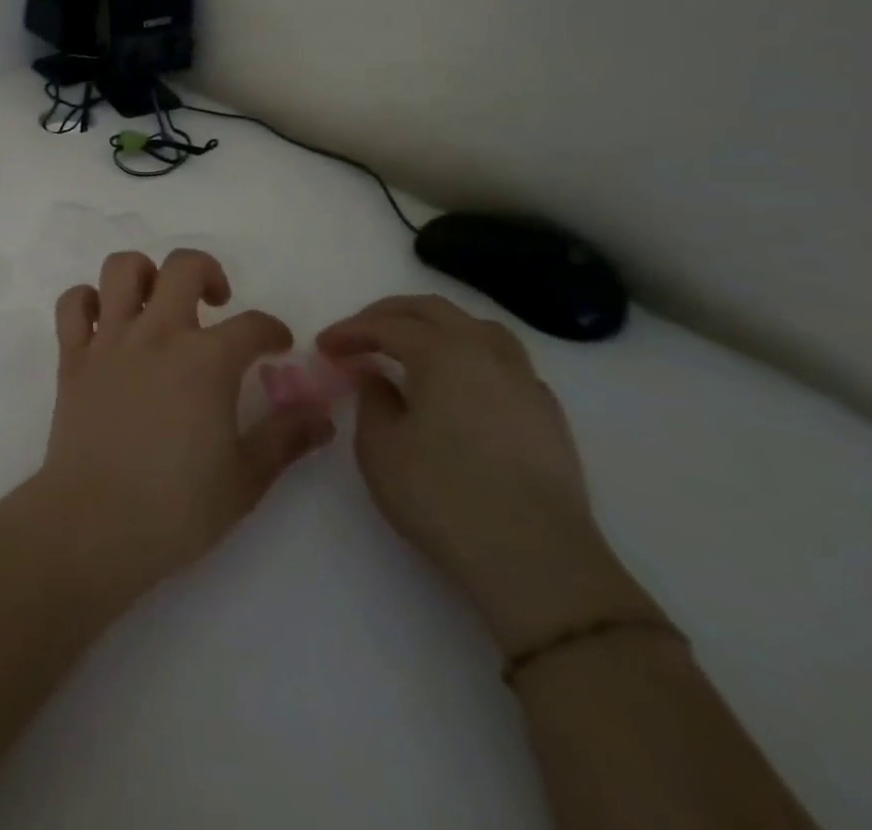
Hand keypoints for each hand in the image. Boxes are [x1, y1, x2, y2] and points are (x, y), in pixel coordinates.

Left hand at [34, 249, 335, 590]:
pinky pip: (73, 304)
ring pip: (122, 270)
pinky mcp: (73, 356)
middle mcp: (158, 334)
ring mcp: (109, 340)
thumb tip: (322, 414)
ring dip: (144, 274)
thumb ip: (286, 438)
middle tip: (216, 304)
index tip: (277, 347)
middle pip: (184, 267)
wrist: (95, 524)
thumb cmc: (177, 508)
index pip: (253, 325)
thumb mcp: (247, 479)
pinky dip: (87, 301)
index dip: (273, 331)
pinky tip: (105, 322)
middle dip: (208, 273)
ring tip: (158, 301)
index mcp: (206, 360)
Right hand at [318, 295, 652, 653]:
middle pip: (434, 311)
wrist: (537, 560)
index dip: (350, 331)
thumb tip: (377, 376)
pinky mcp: (547, 415)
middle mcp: (486, 353)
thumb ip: (372, 399)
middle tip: (360, 334)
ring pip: (477, 328)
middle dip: (389, 315)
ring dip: (436, 328)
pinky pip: (503, 362)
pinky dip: (471, 357)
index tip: (323, 347)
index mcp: (442, 352)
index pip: (386, 326)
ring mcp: (525, 382)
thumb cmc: (442, 496)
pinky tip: (459, 387)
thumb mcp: (380, 447)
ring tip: (412, 349)